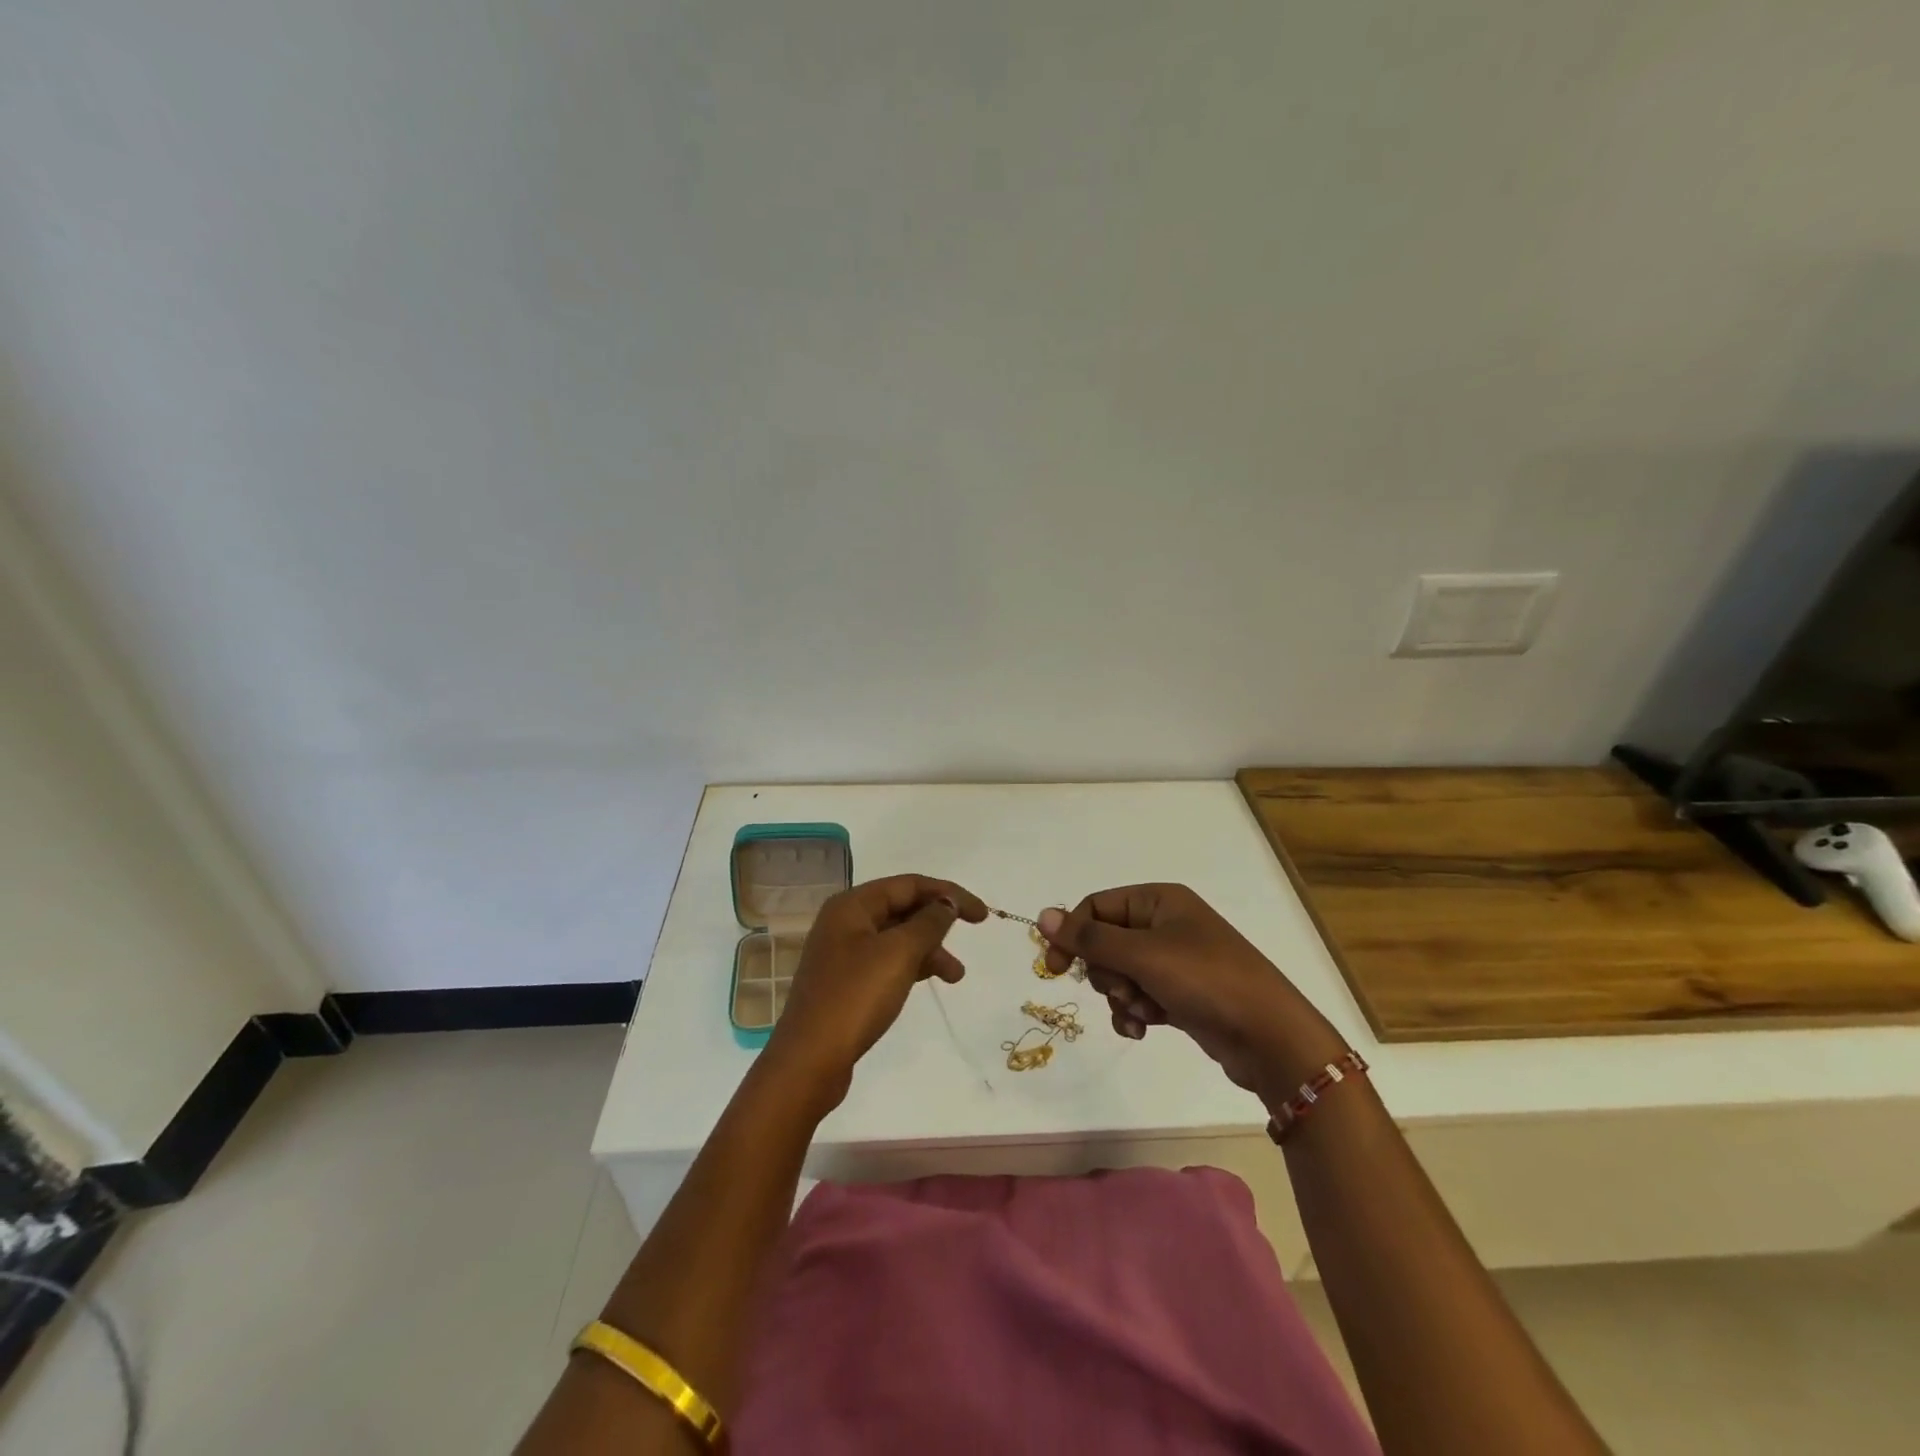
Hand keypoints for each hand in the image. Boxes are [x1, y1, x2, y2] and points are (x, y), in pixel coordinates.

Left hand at [767, 874, 986, 1097]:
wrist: (809, 1060)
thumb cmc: (855, 997)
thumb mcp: (899, 953)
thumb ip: (929, 923)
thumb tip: (946, 903)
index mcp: (852, 905)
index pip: (909, 884)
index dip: (948, 893)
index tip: (982, 914)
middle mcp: (845, 922)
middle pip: (902, 907)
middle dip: (938, 921)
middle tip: (972, 935)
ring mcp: (843, 953)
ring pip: (897, 938)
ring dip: (929, 949)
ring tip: (956, 976)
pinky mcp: (846, 983)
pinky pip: (887, 961)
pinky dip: (911, 967)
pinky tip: (929, 982)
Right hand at [1039, 884, 1343, 1098]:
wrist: (1270, 1037)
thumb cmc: (1205, 980)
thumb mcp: (1142, 955)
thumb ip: (1089, 939)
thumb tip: (1041, 916)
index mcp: (1158, 900)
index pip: (1096, 907)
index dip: (1072, 935)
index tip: (1055, 969)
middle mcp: (1165, 924)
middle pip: (1106, 942)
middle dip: (1107, 972)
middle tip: (1125, 989)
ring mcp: (1174, 961)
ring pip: (1120, 973)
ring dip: (1121, 996)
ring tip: (1142, 1012)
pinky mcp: (1180, 994)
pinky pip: (1139, 996)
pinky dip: (1135, 1013)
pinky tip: (1143, 1030)